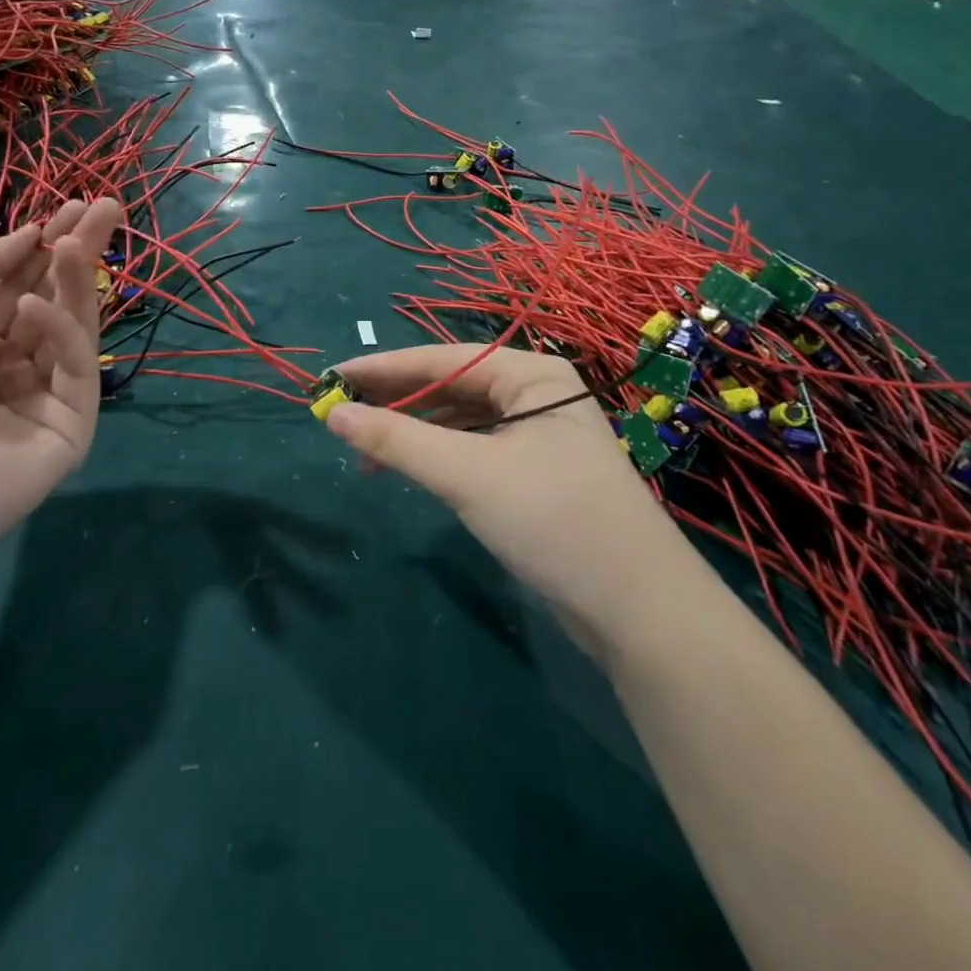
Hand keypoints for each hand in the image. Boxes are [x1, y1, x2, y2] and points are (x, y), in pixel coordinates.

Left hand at [0, 198, 123, 564]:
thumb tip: (30, 234)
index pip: (16, 283)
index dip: (42, 244)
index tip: (73, 206)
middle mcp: (7, 363)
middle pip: (53, 297)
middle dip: (78, 251)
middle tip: (108, 207)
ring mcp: (43, 394)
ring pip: (71, 326)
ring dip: (74, 280)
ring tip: (76, 241)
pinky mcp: (73, 423)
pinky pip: (73, 366)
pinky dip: (61, 332)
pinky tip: (36, 308)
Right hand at [323, 345, 678, 656]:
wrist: (638, 611)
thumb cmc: (553, 520)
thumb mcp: (467, 475)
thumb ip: (397, 441)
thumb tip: (333, 414)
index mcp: (532, 375)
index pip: (443, 359)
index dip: (383, 368)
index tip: (333, 377)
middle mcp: (537, 396)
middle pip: (453, 387)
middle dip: (397, 401)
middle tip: (341, 413)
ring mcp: (539, 437)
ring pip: (462, 422)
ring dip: (414, 433)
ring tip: (363, 453)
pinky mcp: (537, 476)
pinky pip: (475, 451)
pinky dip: (438, 458)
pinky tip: (408, 471)